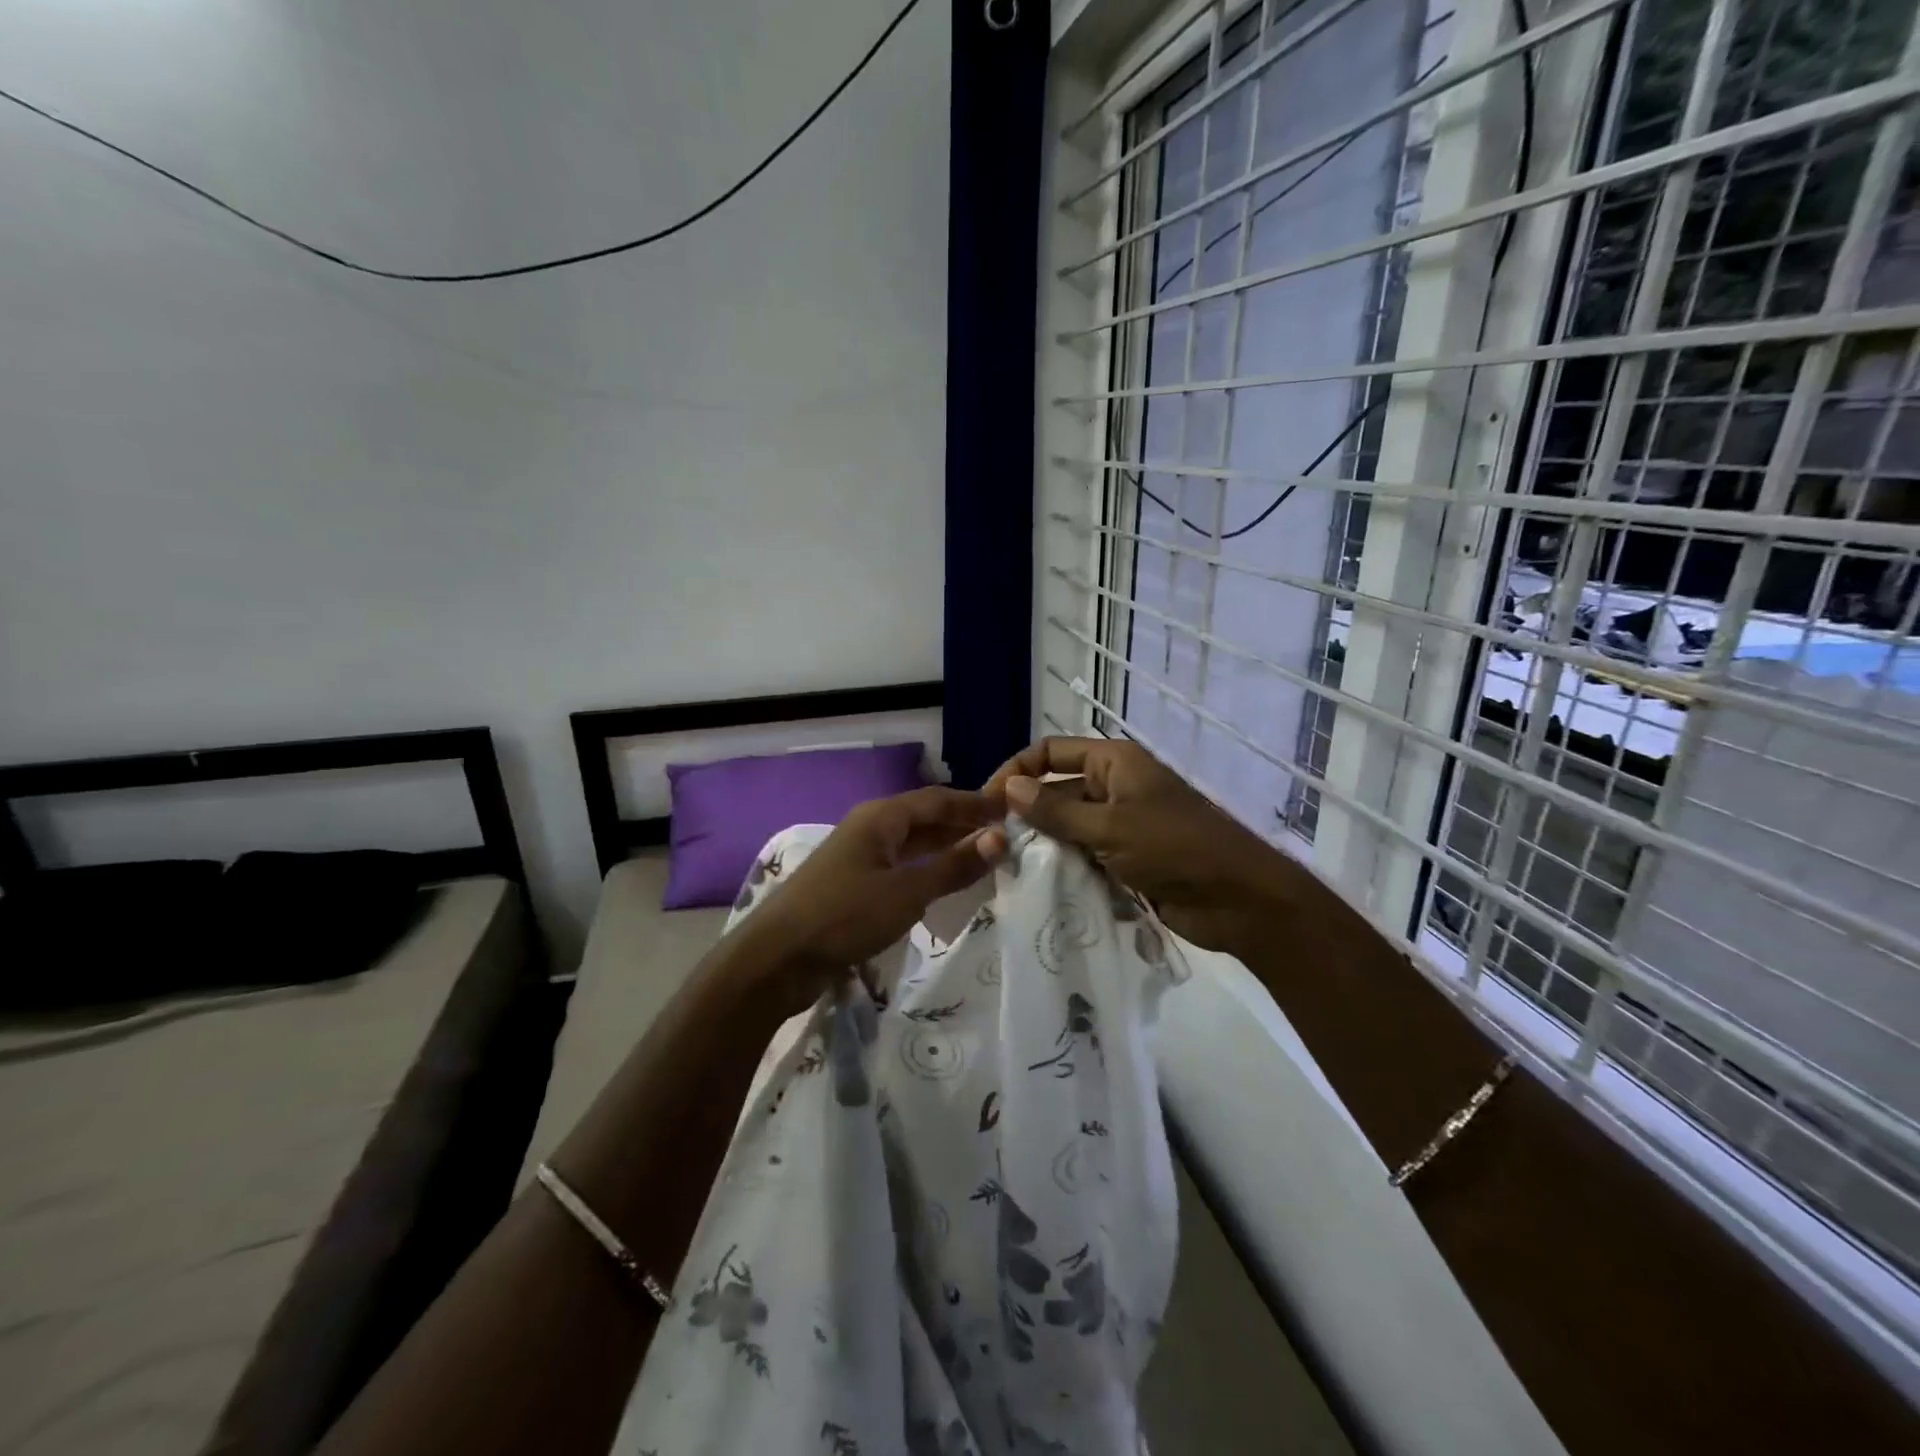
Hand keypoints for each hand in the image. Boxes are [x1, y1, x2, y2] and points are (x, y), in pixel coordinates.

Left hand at [746, 788, 1007, 1004]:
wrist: (775, 960)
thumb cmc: (844, 916)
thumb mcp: (907, 892)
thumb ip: (953, 866)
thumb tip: (1000, 838)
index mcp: (881, 817)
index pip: (938, 799)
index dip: (975, 803)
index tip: (1013, 810)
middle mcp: (870, 829)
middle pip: (925, 819)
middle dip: (963, 826)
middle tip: (1006, 838)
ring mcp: (859, 858)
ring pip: (912, 846)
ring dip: (946, 851)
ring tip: (985, 861)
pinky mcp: (853, 887)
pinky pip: (900, 869)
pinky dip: (926, 873)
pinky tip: (944, 888)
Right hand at [985, 737, 1292, 952]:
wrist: (1238, 900)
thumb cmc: (1175, 849)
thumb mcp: (1109, 827)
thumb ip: (1056, 810)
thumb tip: (1008, 788)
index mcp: (1114, 763)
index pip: (1051, 752)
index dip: (1017, 770)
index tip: (986, 802)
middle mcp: (1115, 786)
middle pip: (1057, 790)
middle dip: (1027, 814)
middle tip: (993, 845)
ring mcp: (1121, 824)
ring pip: (1068, 827)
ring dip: (1044, 845)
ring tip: (1009, 868)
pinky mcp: (1126, 858)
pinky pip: (1085, 855)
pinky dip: (1065, 867)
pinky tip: (1039, 886)